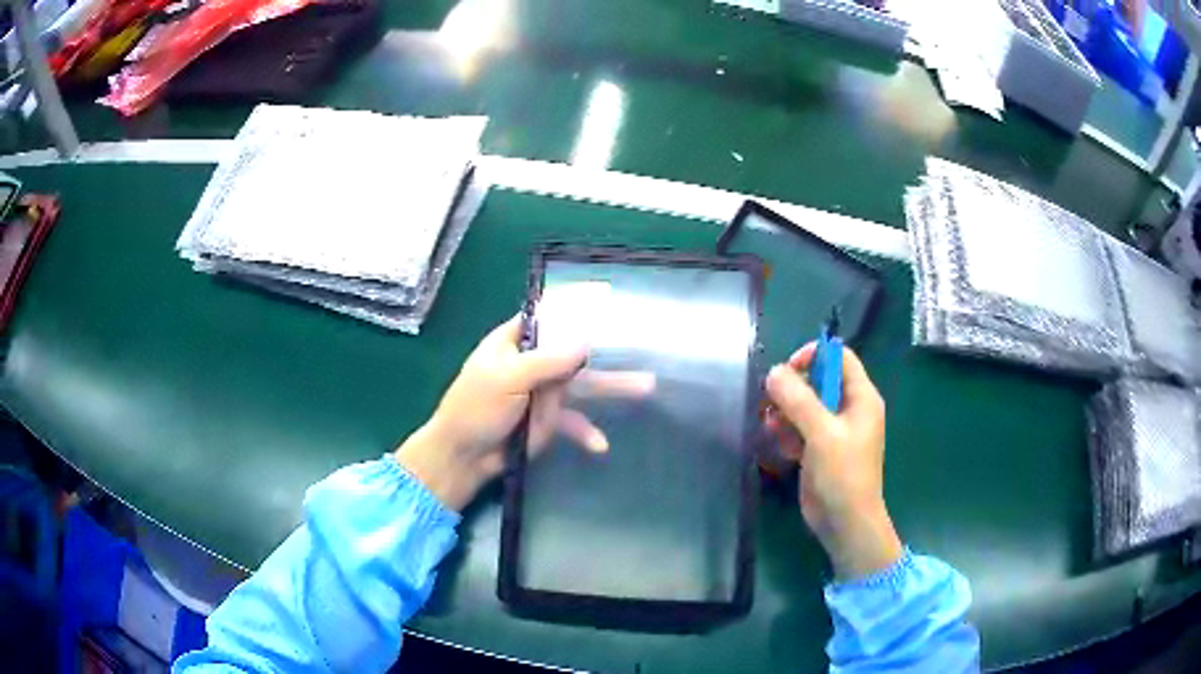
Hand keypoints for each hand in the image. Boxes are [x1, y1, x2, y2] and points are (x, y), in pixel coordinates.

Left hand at [395, 316, 653, 511]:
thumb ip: (547, 361)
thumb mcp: (508, 378)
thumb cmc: (476, 407)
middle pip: (575, 350)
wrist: (464, 456)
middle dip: (607, 348)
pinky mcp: (548, 421)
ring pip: (583, 385)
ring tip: (647, 387)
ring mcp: (543, 392)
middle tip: (643, 342)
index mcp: (516, 341)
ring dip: (613, 387)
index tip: (608, 298)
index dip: (575, 306)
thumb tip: (585, 343)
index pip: (548, 315)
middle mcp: (533, 362)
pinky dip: (587, 432)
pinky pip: (574, 421)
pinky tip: (601, 445)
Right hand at [764, 343, 901, 580]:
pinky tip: (781, 447)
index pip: (839, 357)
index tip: (789, 370)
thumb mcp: (821, 433)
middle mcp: (849, 408)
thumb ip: (798, 399)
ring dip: (785, 413)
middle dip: (793, 389)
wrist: (845, 522)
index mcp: (861, 397)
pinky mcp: (820, 449)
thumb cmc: (843, 474)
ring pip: (804, 405)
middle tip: (772, 402)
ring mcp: (834, 430)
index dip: (814, 356)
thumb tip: (774, 371)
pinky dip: (787, 432)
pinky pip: (800, 428)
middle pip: (817, 380)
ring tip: (772, 427)